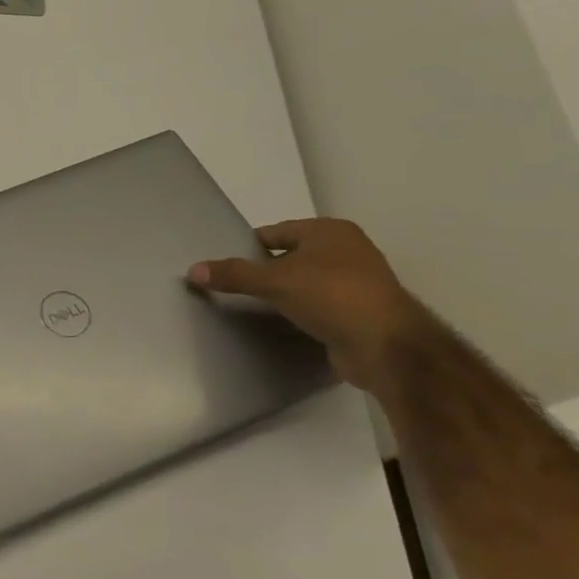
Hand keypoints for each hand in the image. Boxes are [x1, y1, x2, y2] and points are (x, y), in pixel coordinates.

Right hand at [187, 218, 432, 393]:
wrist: (386, 347)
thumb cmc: (332, 296)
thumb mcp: (275, 281)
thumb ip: (234, 274)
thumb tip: (193, 270)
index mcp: (330, 231)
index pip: (275, 232)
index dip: (247, 246)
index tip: (223, 264)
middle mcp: (346, 250)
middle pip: (289, 256)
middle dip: (263, 270)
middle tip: (230, 286)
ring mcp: (355, 282)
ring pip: (303, 282)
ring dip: (281, 293)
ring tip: (248, 305)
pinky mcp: (357, 311)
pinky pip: (316, 305)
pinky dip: (298, 311)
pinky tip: (277, 323)